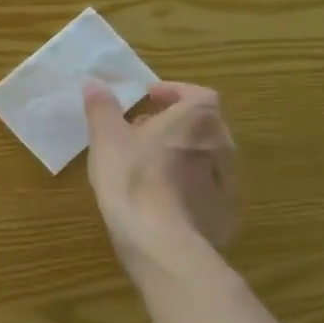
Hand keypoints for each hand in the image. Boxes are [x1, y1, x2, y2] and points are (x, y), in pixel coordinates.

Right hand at [84, 82, 238, 254]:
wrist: (160, 240)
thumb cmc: (132, 177)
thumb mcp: (106, 137)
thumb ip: (102, 107)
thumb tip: (95, 82)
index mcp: (197, 120)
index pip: (197, 94)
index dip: (174, 92)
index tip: (148, 98)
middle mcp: (222, 146)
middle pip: (204, 125)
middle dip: (176, 123)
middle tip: (144, 130)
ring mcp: (228, 182)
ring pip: (207, 158)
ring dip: (183, 154)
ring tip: (150, 164)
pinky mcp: (225, 213)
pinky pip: (207, 189)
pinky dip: (189, 186)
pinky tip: (162, 198)